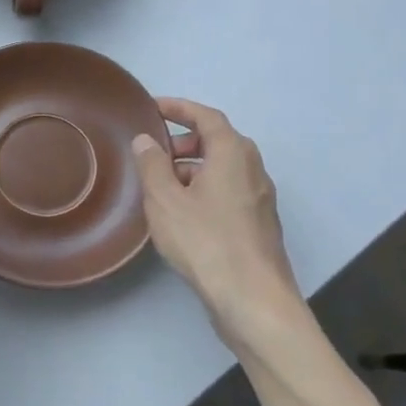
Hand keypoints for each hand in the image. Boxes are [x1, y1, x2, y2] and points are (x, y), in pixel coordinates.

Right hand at [132, 98, 308, 360]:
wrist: (252, 298)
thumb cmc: (206, 240)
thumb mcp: (166, 199)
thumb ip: (152, 165)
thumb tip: (145, 140)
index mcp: (233, 154)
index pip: (207, 116)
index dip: (180, 108)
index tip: (153, 107)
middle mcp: (252, 169)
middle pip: (218, 141)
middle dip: (184, 141)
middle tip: (153, 151)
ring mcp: (259, 199)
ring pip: (222, 169)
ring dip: (192, 168)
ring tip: (160, 185)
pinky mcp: (258, 225)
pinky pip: (227, 192)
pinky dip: (203, 189)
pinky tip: (181, 214)